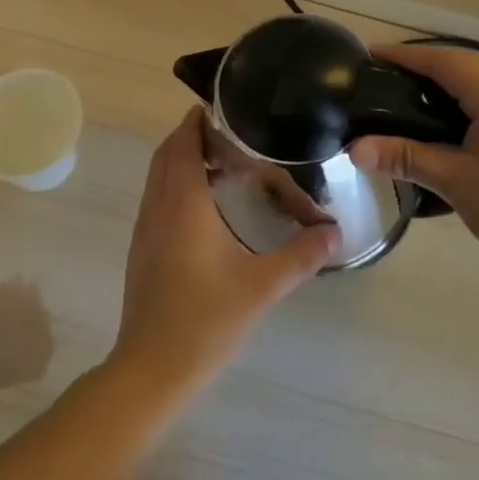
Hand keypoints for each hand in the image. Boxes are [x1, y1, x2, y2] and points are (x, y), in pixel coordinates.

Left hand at [111, 108, 337, 397]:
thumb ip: (300, 256)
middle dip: (194, 136)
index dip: (199, 121)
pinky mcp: (143, 248)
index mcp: (183, 204)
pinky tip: (208, 207)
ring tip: (225, 165)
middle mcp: (158, 207)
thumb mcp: (260, 287)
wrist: (150, 370)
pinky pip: (158, 197)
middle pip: (168, 154)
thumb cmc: (204, 322)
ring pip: (160, 176)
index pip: (184, 143)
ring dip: (185, 160)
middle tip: (234, 135)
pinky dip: (178, 184)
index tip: (227, 109)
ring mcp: (146, 228)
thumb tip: (335, 231)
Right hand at [349, 44, 478, 297]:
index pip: (440, 61)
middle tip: (377, 84)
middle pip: (459, 65)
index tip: (367, 56)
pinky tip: (442, 125)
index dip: (402, 57)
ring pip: (477, 82)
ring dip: (441, 87)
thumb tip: (355, 149)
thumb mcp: (457, 182)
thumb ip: (405, 158)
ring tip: (402, 102)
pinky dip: (463, 102)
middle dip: (418, 70)